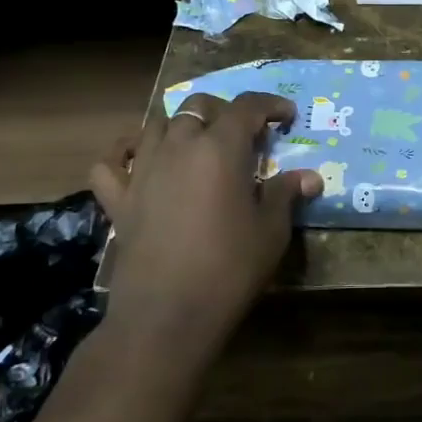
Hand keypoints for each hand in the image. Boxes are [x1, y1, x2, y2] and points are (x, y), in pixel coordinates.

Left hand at [88, 92, 321, 357]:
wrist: (167, 316)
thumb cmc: (229, 269)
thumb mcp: (271, 232)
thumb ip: (286, 195)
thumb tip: (310, 177)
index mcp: (221, 148)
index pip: (247, 107)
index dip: (270, 105)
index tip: (287, 116)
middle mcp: (180, 146)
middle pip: (199, 106)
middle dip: (224, 111)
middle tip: (244, 134)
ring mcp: (143, 170)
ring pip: (157, 124)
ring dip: (180, 124)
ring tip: (197, 142)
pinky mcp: (119, 198)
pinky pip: (111, 162)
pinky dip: (124, 152)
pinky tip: (137, 159)